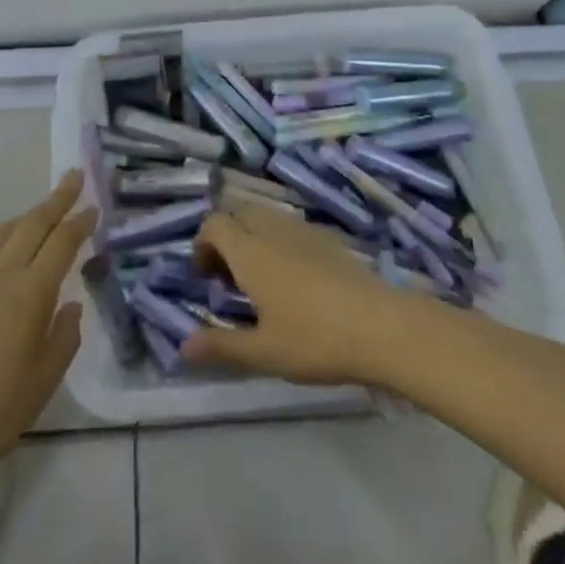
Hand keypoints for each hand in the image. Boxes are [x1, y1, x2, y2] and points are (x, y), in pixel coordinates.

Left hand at [0, 171, 95, 489]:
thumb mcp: (45, 380)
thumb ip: (65, 335)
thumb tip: (71, 304)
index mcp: (31, 292)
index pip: (62, 242)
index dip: (80, 221)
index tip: (93, 206)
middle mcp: (1, 273)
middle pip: (33, 223)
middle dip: (57, 199)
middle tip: (74, 177)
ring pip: (4, 231)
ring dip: (27, 216)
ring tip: (42, 211)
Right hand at [182, 202, 419, 384]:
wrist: (382, 326)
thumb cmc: (315, 339)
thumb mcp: (263, 352)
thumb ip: (221, 347)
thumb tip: (182, 348)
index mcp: (250, 250)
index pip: (214, 223)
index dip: (201, 244)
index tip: (204, 277)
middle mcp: (273, 229)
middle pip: (238, 211)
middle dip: (225, 235)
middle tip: (227, 275)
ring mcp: (303, 230)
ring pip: (265, 216)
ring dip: (251, 236)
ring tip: (258, 278)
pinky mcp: (328, 238)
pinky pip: (289, 226)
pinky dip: (277, 240)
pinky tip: (292, 278)